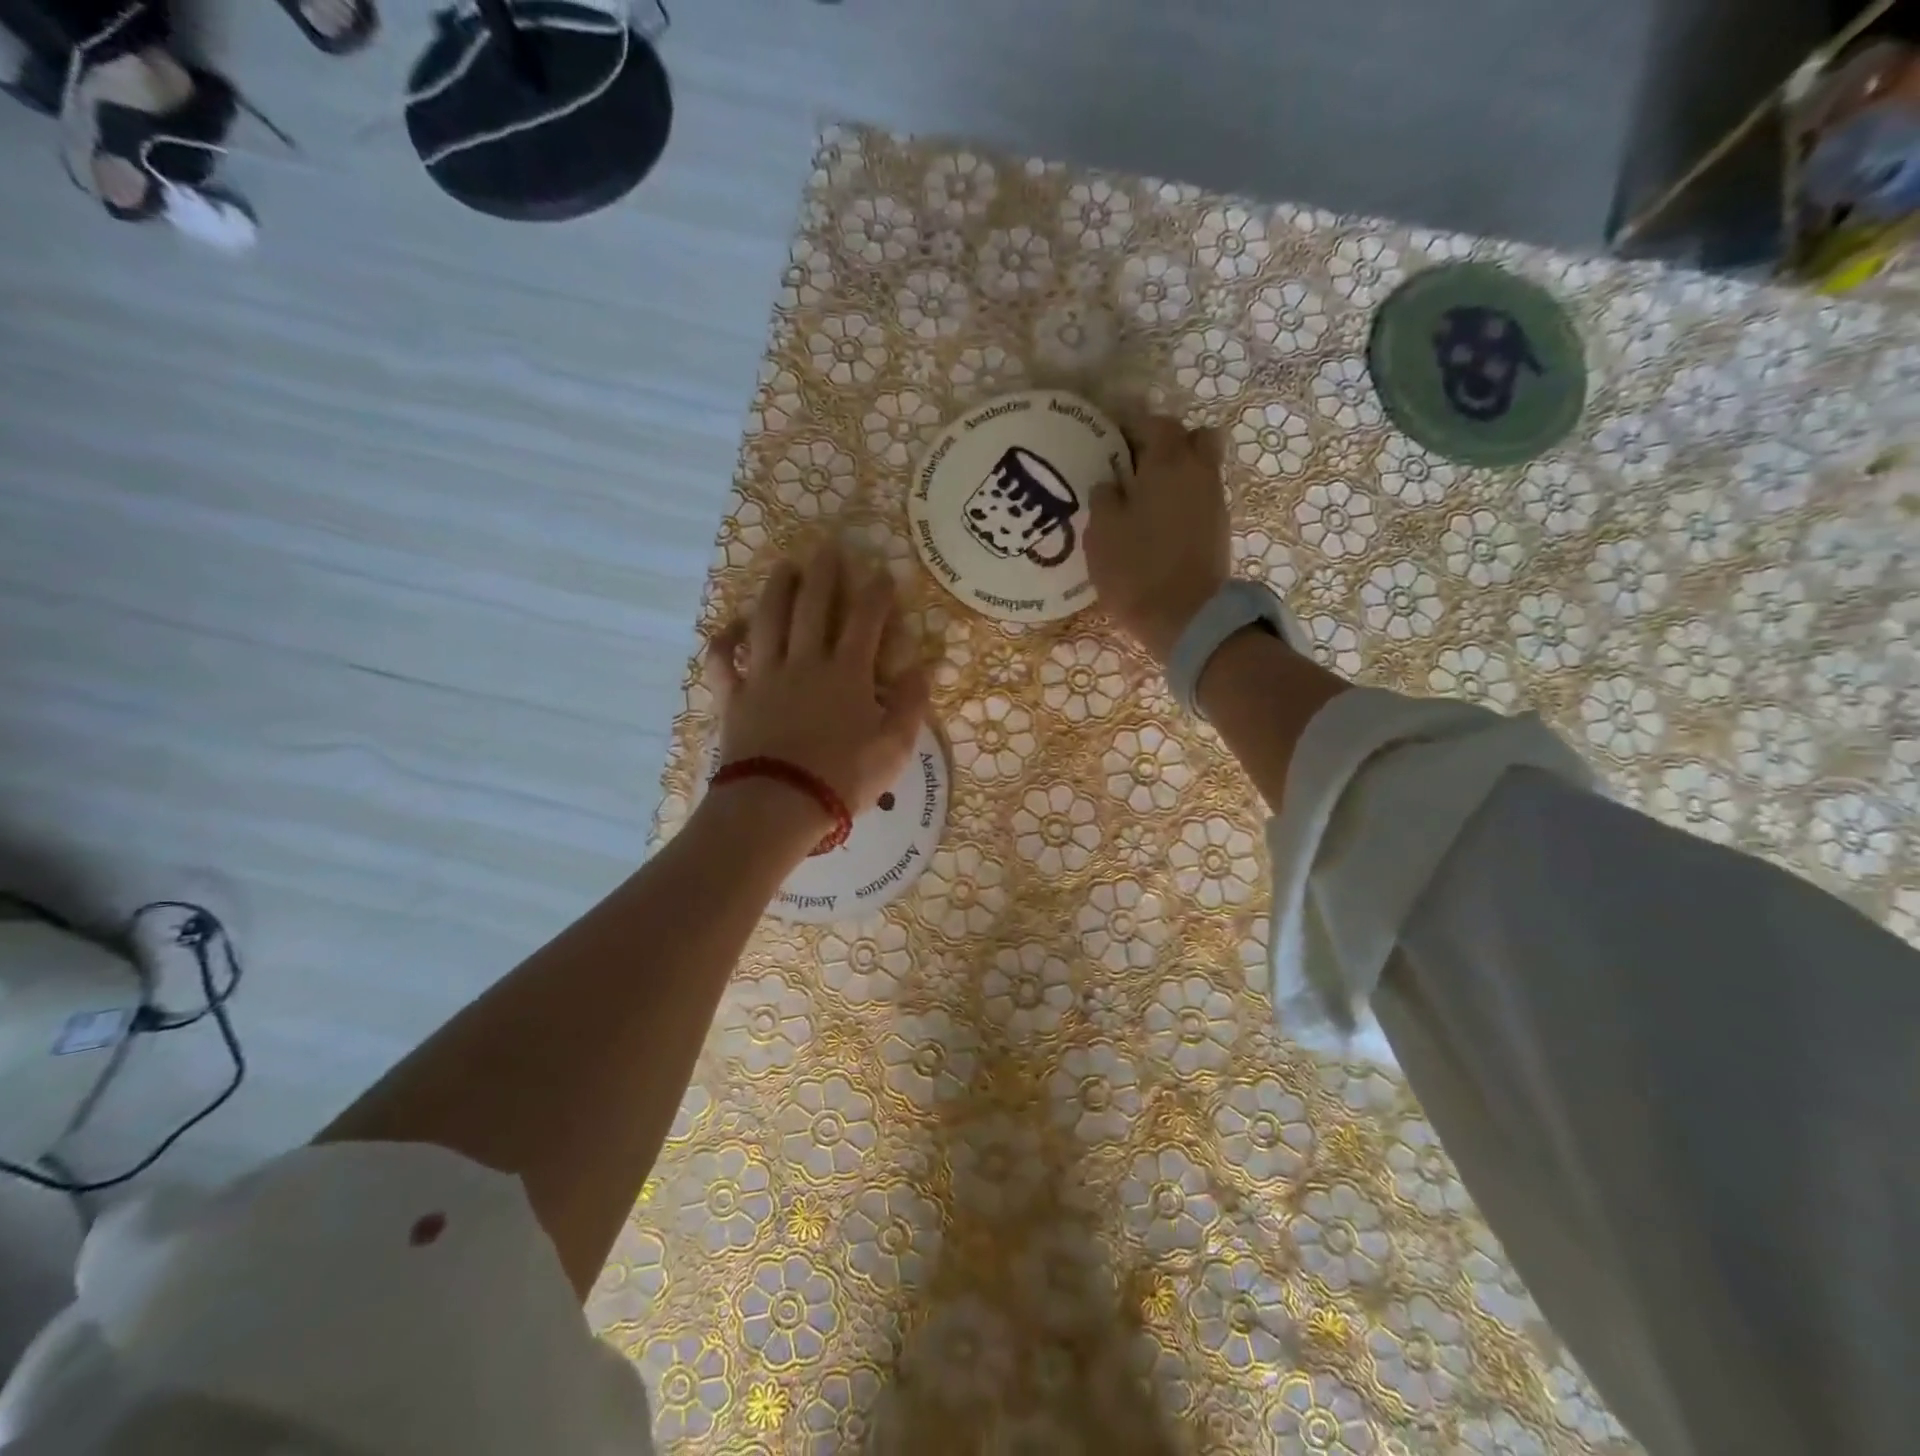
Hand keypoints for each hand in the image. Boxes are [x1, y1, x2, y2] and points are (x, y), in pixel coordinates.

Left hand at [706, 543, 929, 843]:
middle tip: (827, 547)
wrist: (779, 804)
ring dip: (776, 590)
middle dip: (823, 574)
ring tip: (783, 568)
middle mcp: (805, 662)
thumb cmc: (844, 777)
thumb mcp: (895, 747)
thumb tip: (925, 667)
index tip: (882, 572)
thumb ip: (911, 704)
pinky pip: (722, 662)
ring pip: (768, 621)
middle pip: (813, 606)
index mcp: (847, 673)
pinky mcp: (734, 698)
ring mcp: (765, 676)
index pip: (865, 620)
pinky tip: (730, 628)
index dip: (876, 593)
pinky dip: (723, 642)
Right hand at [1085, 416, 1230, 665]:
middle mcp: (1199, 471)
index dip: (1132, 428)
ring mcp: (1215, 501)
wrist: (1185, 617)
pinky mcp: (1220, 529)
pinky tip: (1159, 523)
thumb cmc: (1136, 569)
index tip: (1110, 442)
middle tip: (1138, 466)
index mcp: (1168, 462)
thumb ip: (1104, 497)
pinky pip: (1202, 498)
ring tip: (1145, 498)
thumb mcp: (1101, 531)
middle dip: (1168, 444)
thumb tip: (1111, 484)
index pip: (1154, 423)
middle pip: (1193, 437)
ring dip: (1177, 474)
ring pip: (1201, 468)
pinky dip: (1184, 500)